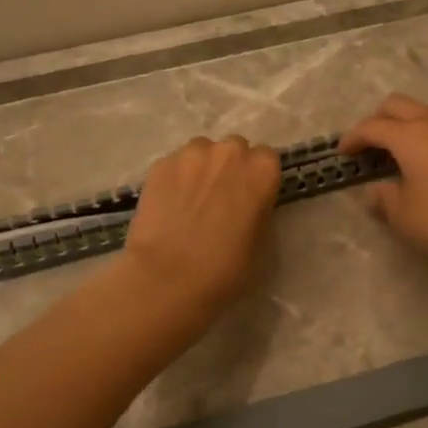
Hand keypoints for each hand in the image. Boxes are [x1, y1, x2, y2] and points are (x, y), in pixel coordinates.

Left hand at [124, 135, 281, 316]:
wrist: (169, 277)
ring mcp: (192, 154)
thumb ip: (257, 208)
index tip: (249, 198)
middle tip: (219, 199)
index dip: (256, 179)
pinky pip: (174, 165)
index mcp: (262, 170)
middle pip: (234, 149)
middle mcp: (230, 151)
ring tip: (190, 200)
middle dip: (229, 168)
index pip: (266, 159)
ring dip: (200, 168)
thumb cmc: (226, 268)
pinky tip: (168, 205)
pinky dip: (174, 179)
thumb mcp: (259, 239)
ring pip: (201, 152)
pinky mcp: (160, 164)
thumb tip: (245, 204)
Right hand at [339, 94, 427, 271]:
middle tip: (368, 145)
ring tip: (399, 150)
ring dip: (406, 123)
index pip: (372, 126)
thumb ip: (384, 199)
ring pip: (425, 111)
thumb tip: (375, 191)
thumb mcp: (405, 218)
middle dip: (377, 119)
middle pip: (398, 105)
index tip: (342, 153)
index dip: (353, 138)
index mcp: (410, 136)